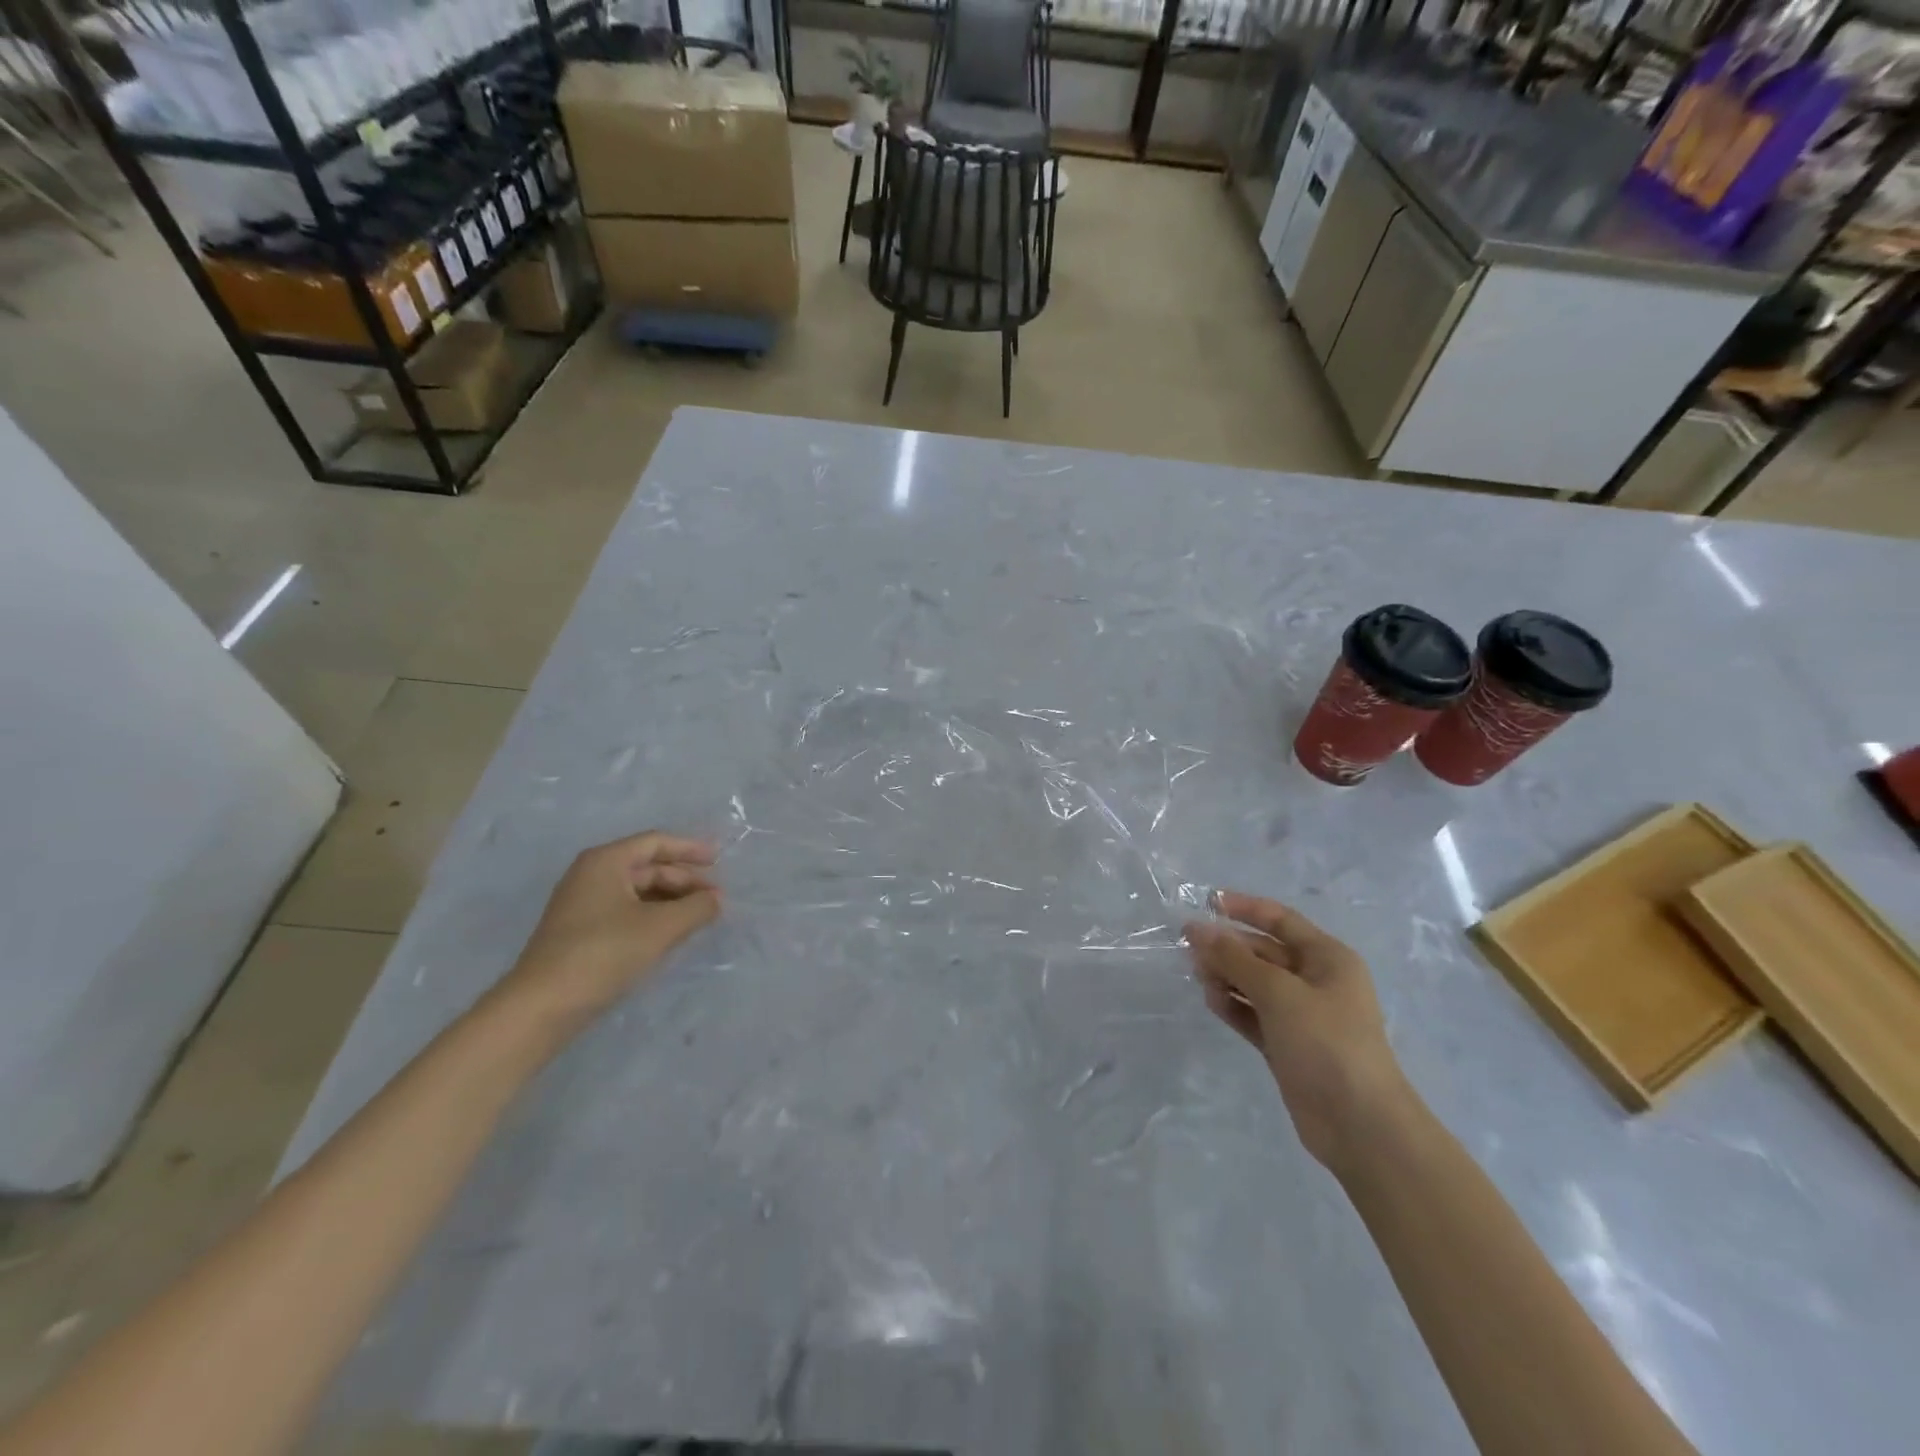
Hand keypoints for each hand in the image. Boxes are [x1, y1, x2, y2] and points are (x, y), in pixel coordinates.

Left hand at [496, 831, 720, 1033]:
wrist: (541, 1006)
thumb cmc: (604, 953)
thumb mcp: (661, 927)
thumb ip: (696, 908)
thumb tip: (717, 900)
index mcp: (605, 862)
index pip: (655, 843)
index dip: (690, 848)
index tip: (720, 859)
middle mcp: (591, 875)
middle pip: (647, 867)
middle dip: (684, 881)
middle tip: (715, 900)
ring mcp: (582, 905)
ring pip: (638, 892)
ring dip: (671, 901)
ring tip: (699, 918)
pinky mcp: (580, 933)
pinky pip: (626, 912)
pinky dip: (653, 917)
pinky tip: (670, 935)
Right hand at [1185, 892, 1408, 1171]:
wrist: (1359, 1124)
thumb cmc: (1326, 1043)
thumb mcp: (1279, 992)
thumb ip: (1235, 958)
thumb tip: (1198, 930)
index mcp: (1327, 958)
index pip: (1280, 920)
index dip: (1244, 908)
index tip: (1206, 902)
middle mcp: (1316, 981)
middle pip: (1264, 951)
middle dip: (1228, 946)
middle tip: (1187, 946)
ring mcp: (1302, 1015)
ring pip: (1255, 983)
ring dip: (1227, 976)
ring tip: (1198, 976)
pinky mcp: (1287, 1044)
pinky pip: (1253, 1014)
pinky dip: (1233, 1006)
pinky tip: (1212, 1002)